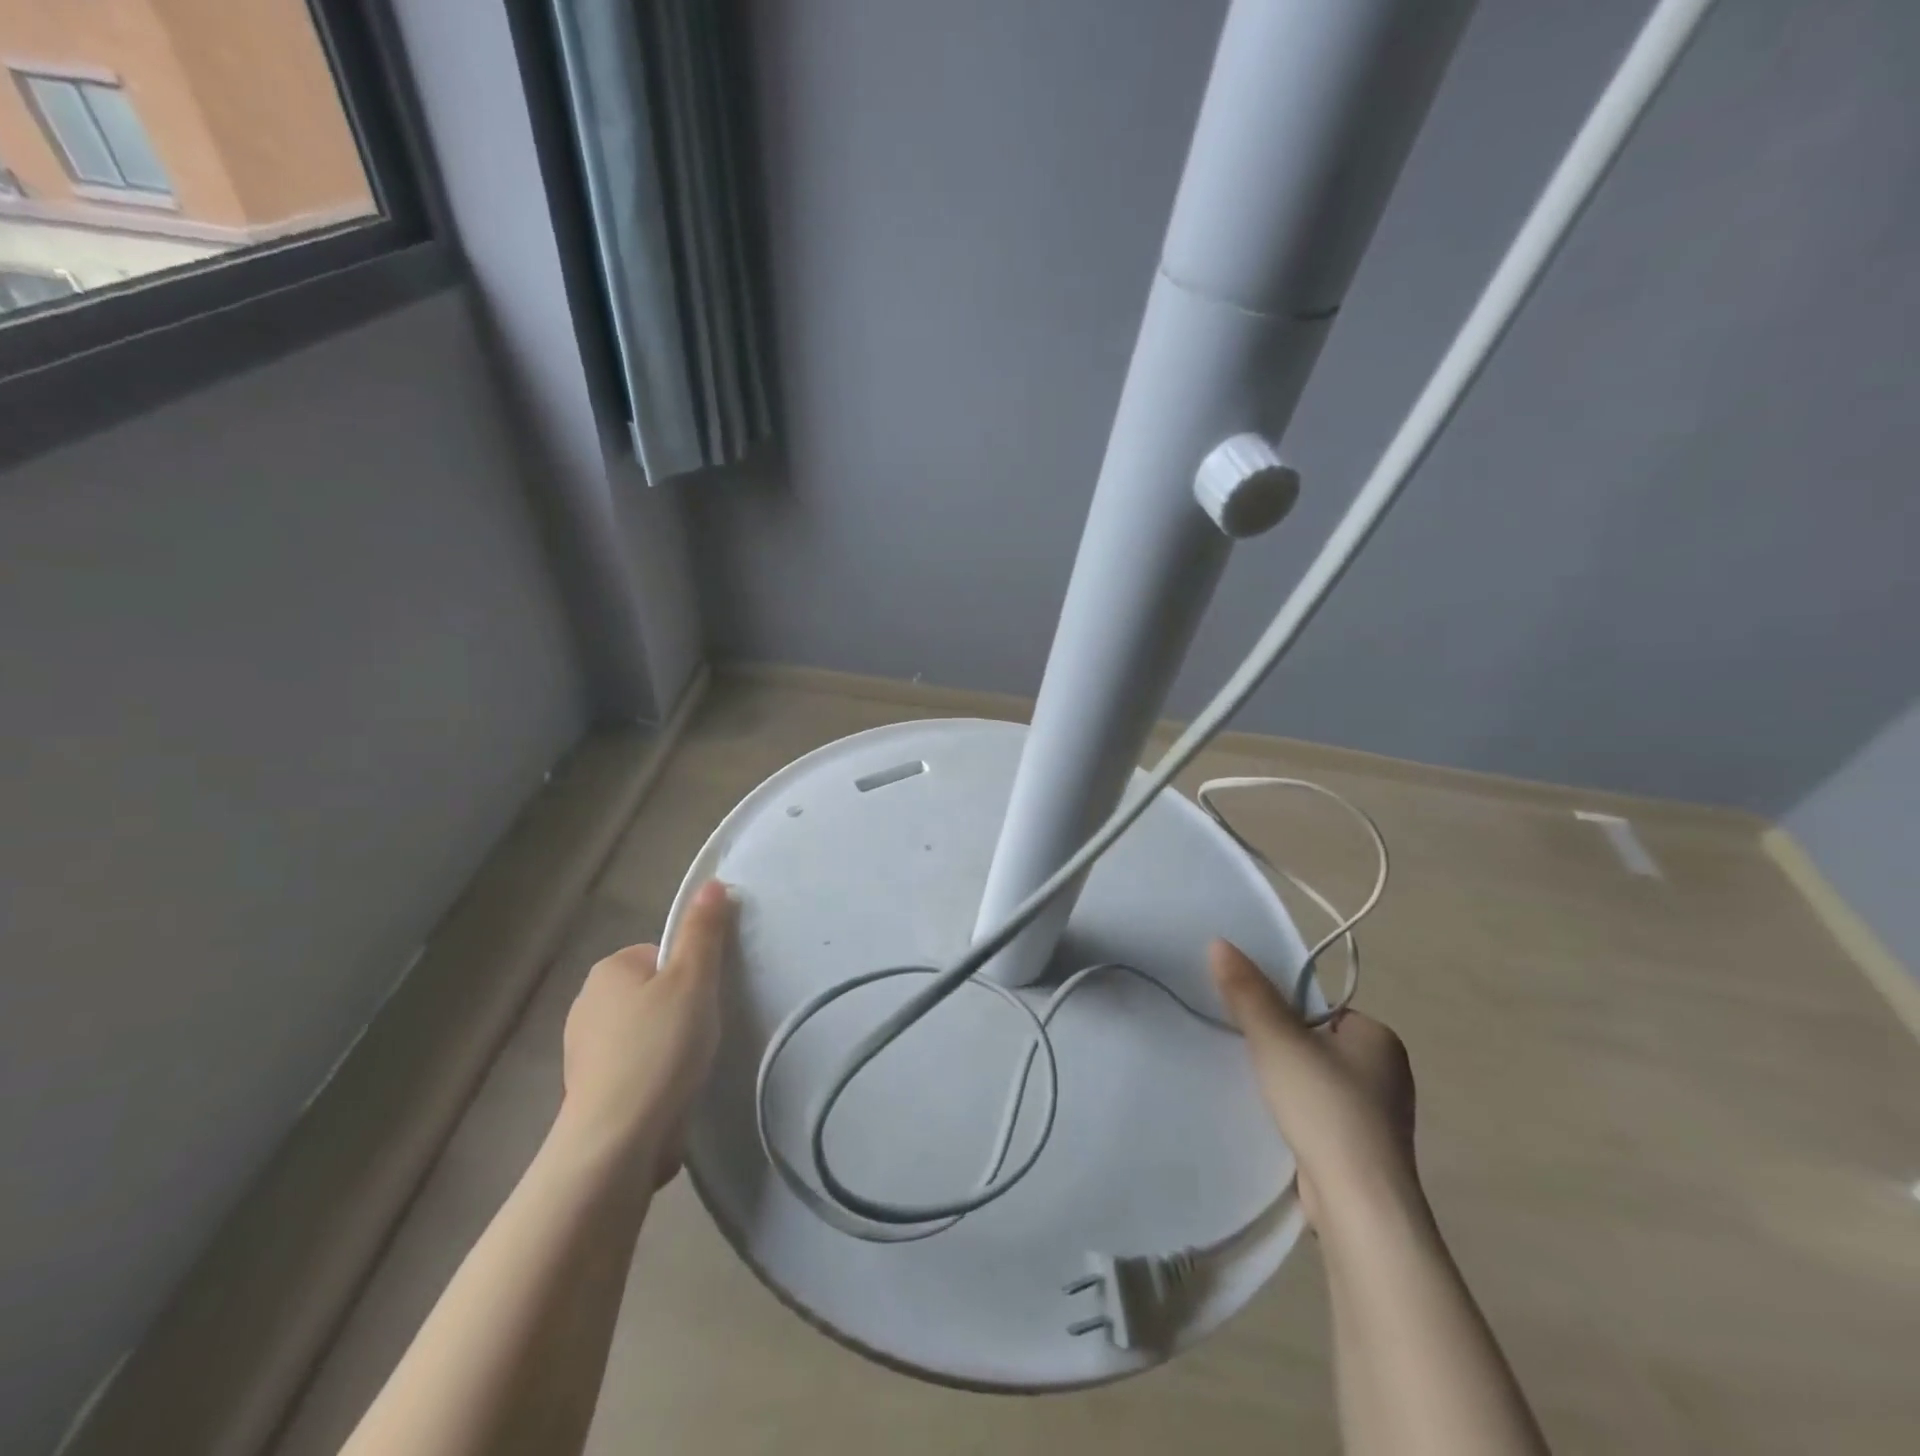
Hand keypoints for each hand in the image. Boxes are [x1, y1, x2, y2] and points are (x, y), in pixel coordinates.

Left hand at [556, 880, 733, 1188]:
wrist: (618, 1140)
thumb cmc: (660, 1047)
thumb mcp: (693, 979)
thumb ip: (703, 931)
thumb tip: (712, 883)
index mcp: (608, 970)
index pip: (662, 955)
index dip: (691, 974)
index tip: (706, 1000)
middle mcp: (587, 1004)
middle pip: (654, 991)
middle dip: (680, 1009)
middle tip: (703, 1031)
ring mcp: (585, 1051)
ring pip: (645, 1031)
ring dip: (668, 1044)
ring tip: (690, 1065)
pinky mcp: (592, 1091)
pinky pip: (635, 1066)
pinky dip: (654, 1074)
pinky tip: (671, 1090)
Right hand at [1210, 939, 1419, 1231]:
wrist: (1358, 1203)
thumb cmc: (1324, 1106)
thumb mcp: (1276, 1039)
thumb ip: (1247, 992)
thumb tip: (1219, 942)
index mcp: (1379, 1038)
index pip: (1320, 1009)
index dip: (1284, 1014)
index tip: (1254, 1027)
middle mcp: (1388, 1072)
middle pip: (1317, 1043)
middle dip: (1283, 1049)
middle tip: (1249, 1055)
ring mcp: (1379, 1116)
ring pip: (1318, 1081)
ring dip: (1289, 1083)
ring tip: (1258, 1090)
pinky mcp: (1364, 1150)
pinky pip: (1321, 1114)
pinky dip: (1299, 1114)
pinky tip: (1277, 1122)